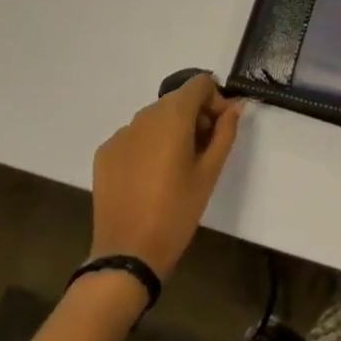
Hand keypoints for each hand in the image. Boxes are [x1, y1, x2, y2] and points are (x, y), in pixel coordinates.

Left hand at [89, 74, 245, 279]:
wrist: (128, 256)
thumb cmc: (177, 212)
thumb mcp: (210, 172)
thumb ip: (226, 132)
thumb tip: (236, 106)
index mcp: (173, 115)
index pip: (200, 83)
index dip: (215, 101)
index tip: (218, 131)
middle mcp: (144, 115)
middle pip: (177, 99)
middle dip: (195, 116)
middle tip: (202, 151)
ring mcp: (121, 133)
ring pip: (155, 117)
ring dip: (171, 130)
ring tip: (176, 166)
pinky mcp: (105, 153)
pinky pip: (134, 136)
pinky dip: (147, 145)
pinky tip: (149, 176)